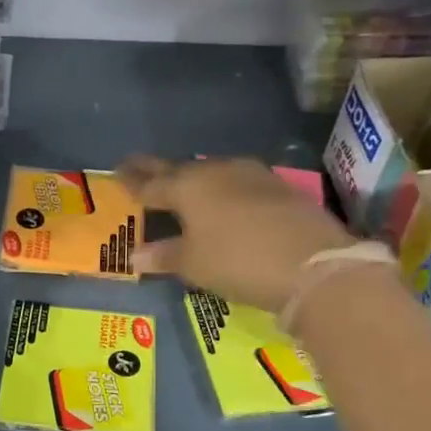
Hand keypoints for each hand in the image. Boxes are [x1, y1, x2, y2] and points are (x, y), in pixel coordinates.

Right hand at [120, 156, 355, 313]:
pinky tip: (224, 198)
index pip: (151, 183)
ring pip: (211, 171)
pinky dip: (222, 188)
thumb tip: (135, 256)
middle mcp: (216, 172)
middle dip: (157, 171)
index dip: (132, 181)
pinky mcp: (278, 187)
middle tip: (137, 166)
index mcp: (187, 187)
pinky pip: (237, 182)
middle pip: (179, 169)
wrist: (312, 263)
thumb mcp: (194, 264)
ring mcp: (251, 176)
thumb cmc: (237, 261)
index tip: (118, 173)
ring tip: (181, 184)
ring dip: (193, 177)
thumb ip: (164, 255)